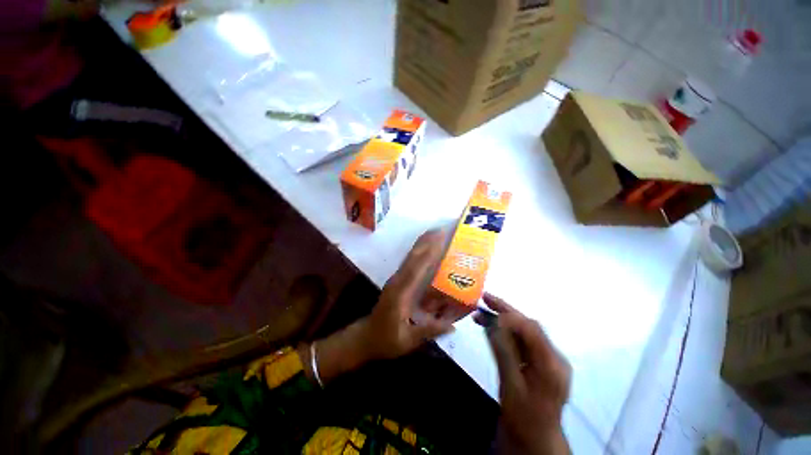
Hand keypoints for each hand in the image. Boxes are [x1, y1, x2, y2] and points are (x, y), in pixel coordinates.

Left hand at [309, 230, 453, 384]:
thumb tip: (453, 325)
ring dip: (421, 244)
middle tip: (441, 230)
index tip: (440, 239)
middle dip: (426, 242)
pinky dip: (418, 253)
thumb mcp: (407, 340)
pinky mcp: (396, 282)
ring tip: (435, 234)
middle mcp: (397, 281)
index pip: (417, 268)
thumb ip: (429, 331)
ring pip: (410, 257)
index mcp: (400, 293)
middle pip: (413, 257)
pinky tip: (426, 249)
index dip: (429, 253)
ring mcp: (396, 280)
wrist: (365, 338)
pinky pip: (409, 263)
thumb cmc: (385, 340)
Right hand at [476, 293, 571, 454]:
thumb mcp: (510, 385)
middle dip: (506, 310)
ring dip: (503, 319)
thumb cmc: (523, 417)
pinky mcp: (542, 361)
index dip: (510, 317)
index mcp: (551, 365)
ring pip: (525, 331)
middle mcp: (554, 357)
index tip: (488, 310)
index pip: (532, 330)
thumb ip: (503, 352)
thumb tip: (493, 323)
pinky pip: (523, 341)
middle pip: (529, 326)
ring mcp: (549, 359)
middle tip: (485, 297)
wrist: (536, 438)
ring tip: (483, 310)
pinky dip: (506, 332)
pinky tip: (491, 327)